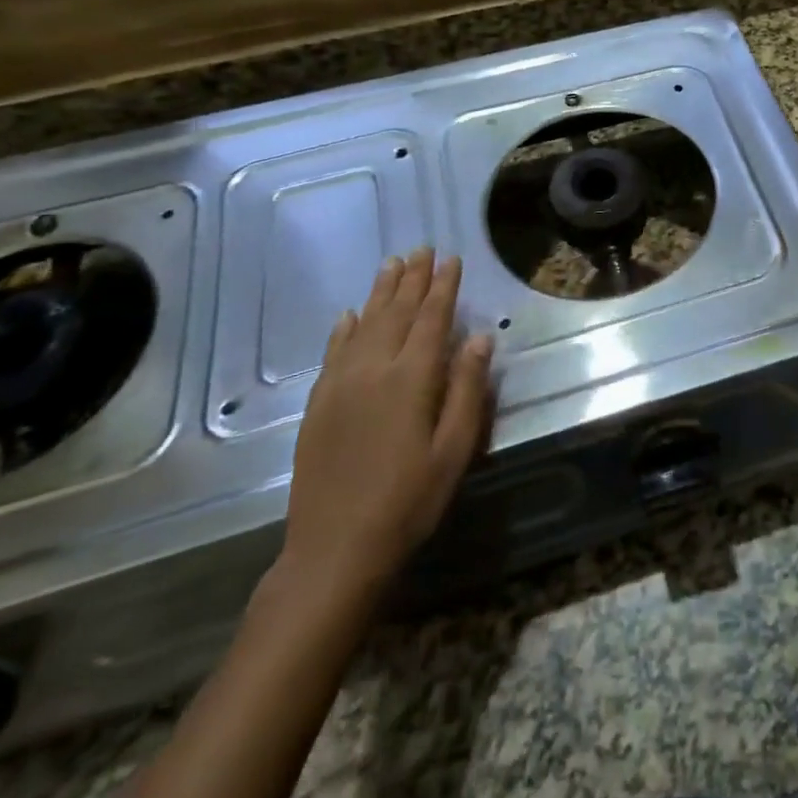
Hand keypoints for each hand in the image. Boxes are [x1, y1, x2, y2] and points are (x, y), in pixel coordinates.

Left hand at [278, 250, 493, 607]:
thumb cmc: (409, 500)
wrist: (335, 548)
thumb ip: (468, 388)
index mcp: (411, 378)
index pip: (431, 319)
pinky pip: (332, 352)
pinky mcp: (318, 404)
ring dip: (380, 293)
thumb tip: (479, 337)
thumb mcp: (455, 448)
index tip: (451, 258)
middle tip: (422, 249)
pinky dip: (344, 328)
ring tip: (392, 264)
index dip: (443, 287)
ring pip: (363, 324)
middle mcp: (373, 370)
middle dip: (412, 279)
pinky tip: (349, 315)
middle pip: (396, 313)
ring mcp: (340, 385)